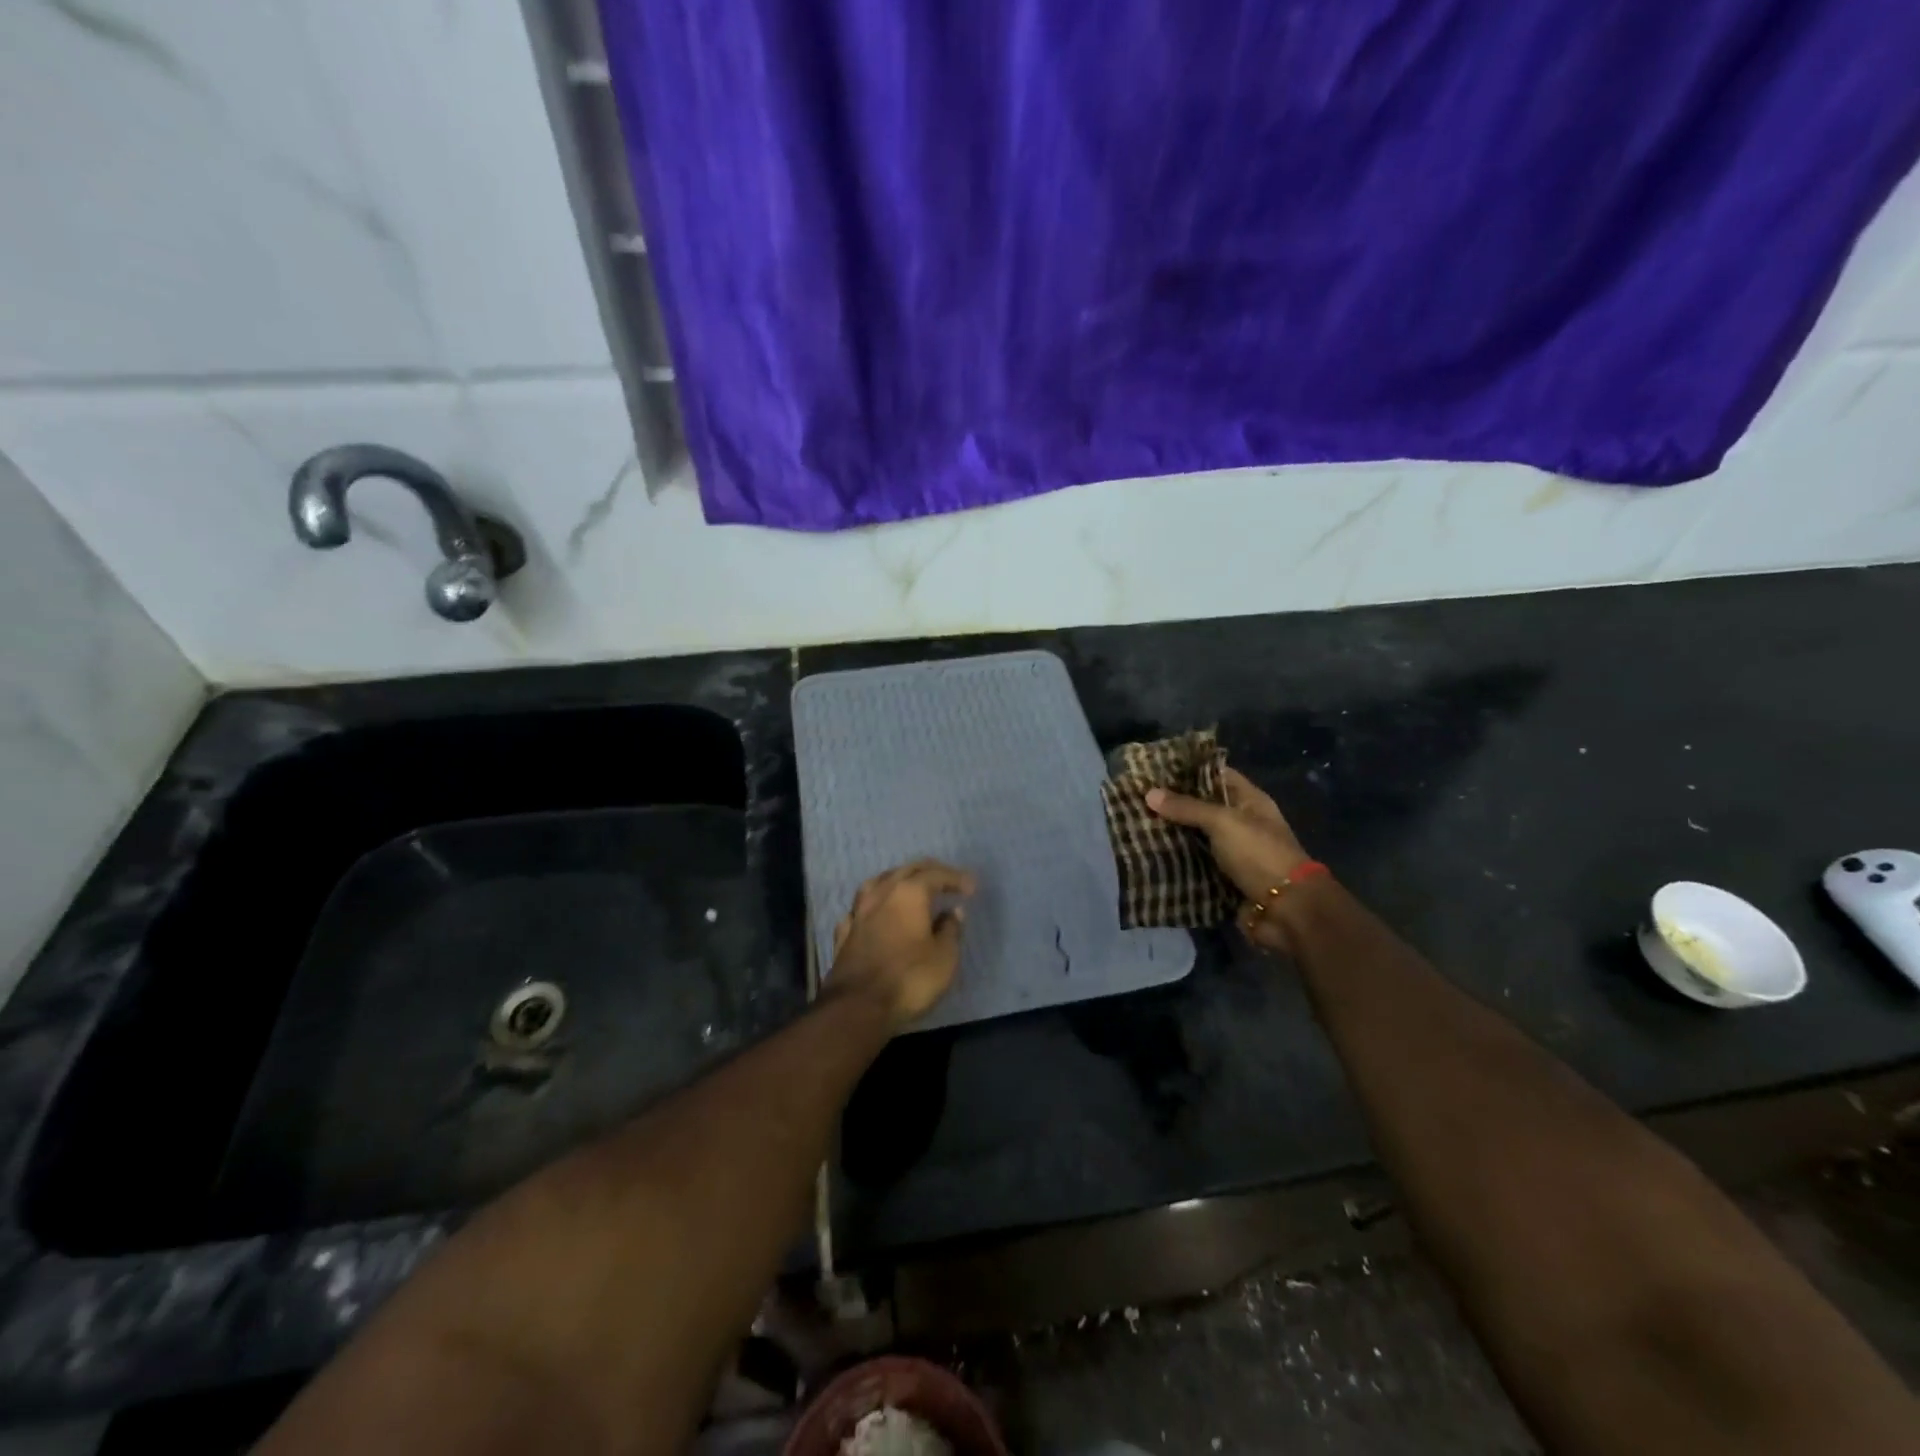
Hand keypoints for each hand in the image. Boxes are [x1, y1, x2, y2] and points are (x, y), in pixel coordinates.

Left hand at [828, 859, 975, 1028]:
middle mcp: (881, 894)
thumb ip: (951, 930)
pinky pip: (860, 909)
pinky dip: (873, 906)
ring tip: (908, 888)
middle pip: (906, 870)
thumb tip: (953, 912)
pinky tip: (875, 914)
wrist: (858, 1007)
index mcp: (909, 893)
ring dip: (896, 880)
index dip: (955, 878)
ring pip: (877, 883)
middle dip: (929, 871)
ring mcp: (858, 913)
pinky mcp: (844, 935)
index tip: (971, 888)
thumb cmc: (909, 979)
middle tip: (946, 879)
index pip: (936, 874)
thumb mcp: (944, 957)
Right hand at [1147, 765, 1310, 915]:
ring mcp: (1233, 852)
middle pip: (1203, 807)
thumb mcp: (1223, 822)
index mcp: (1250, 801)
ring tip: (1136, 823)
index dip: (1189, 770)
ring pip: (1196, 837)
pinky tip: (1149, 854)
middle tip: (1137, 797)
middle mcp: (1241, 824)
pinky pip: (1195, 864)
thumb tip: (1149, 793)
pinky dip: (1176, 861)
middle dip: (1173, 804)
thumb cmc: (1259, 854)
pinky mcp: (1223, 878)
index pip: (1217, 775)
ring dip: (1171, 833)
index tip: (1155, 769)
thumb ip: (1187, 807)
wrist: (1287, 910)